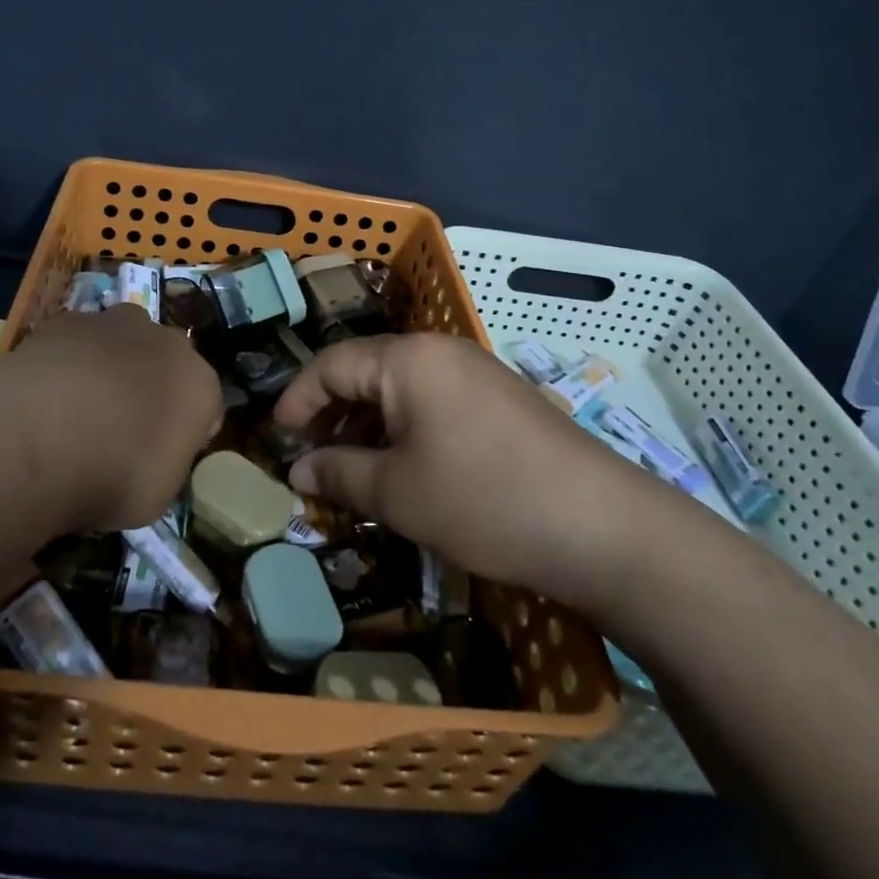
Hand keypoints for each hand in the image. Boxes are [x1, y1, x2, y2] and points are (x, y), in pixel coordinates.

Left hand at [0, 306, 222, 532]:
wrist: (40, 437)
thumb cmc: (113, 476)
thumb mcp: (156, 497)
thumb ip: (166, 465)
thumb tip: (156, 458)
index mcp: (201, 386)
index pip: (206, 406)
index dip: (186, 431)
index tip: (163, 455)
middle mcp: (168, 344)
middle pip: (168, 361)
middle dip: (153, 385)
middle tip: (123, 426)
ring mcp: (117, 324)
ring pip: (124, 340)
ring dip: (112, 364)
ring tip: (80, 406)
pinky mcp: (68, 320)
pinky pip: (78, 340)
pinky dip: (69, 359)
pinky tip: (46, 392)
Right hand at [272, 333, 691, 611]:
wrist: (604, 528)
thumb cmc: (483, 500)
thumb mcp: (397, 493)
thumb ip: (338, 473)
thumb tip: (296, 469)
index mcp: (408, 358)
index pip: (331, 364)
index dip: (297, 400)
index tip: (274, 438)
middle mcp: (440, 351)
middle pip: (366, 371)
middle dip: (331, 414)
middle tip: (308, 459)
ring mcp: (475, 372)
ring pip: (400, 389)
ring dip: (367, 425)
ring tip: (349, 470)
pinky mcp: (500, 400)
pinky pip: (433, 403)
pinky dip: (404, 430)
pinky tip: (402, 469)